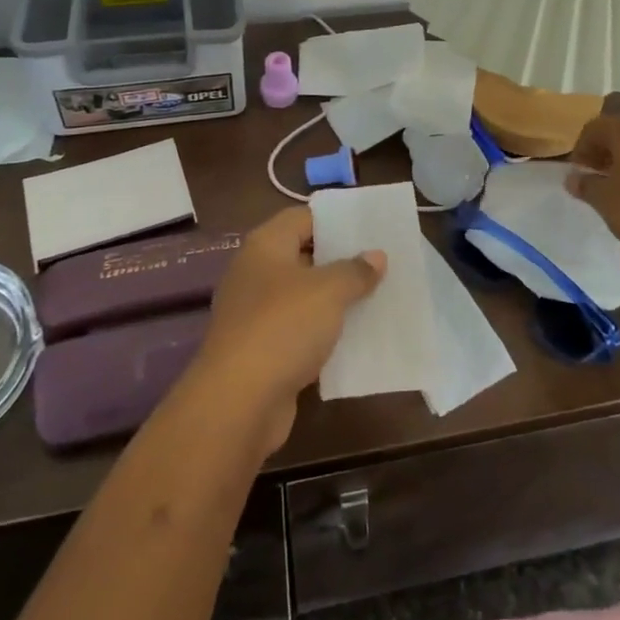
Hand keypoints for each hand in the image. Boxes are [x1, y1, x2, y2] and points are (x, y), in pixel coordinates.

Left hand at [193, 206, 384, 454]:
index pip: (303, 218)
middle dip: (340, 260)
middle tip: (381, 262)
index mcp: (265, 246)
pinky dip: (324, 333)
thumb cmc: (283, 327)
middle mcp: (256, 273)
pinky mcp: (262, 350)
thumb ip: (355, 270)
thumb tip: (376, 256)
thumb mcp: (328, 291)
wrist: (238, 402)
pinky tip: (355, 337)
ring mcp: (256, 314)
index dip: (335, 220)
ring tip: (377, 296)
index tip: (370, 228)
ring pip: (303, 296)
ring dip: (335, 299)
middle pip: (303, 256)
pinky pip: (299, 331)